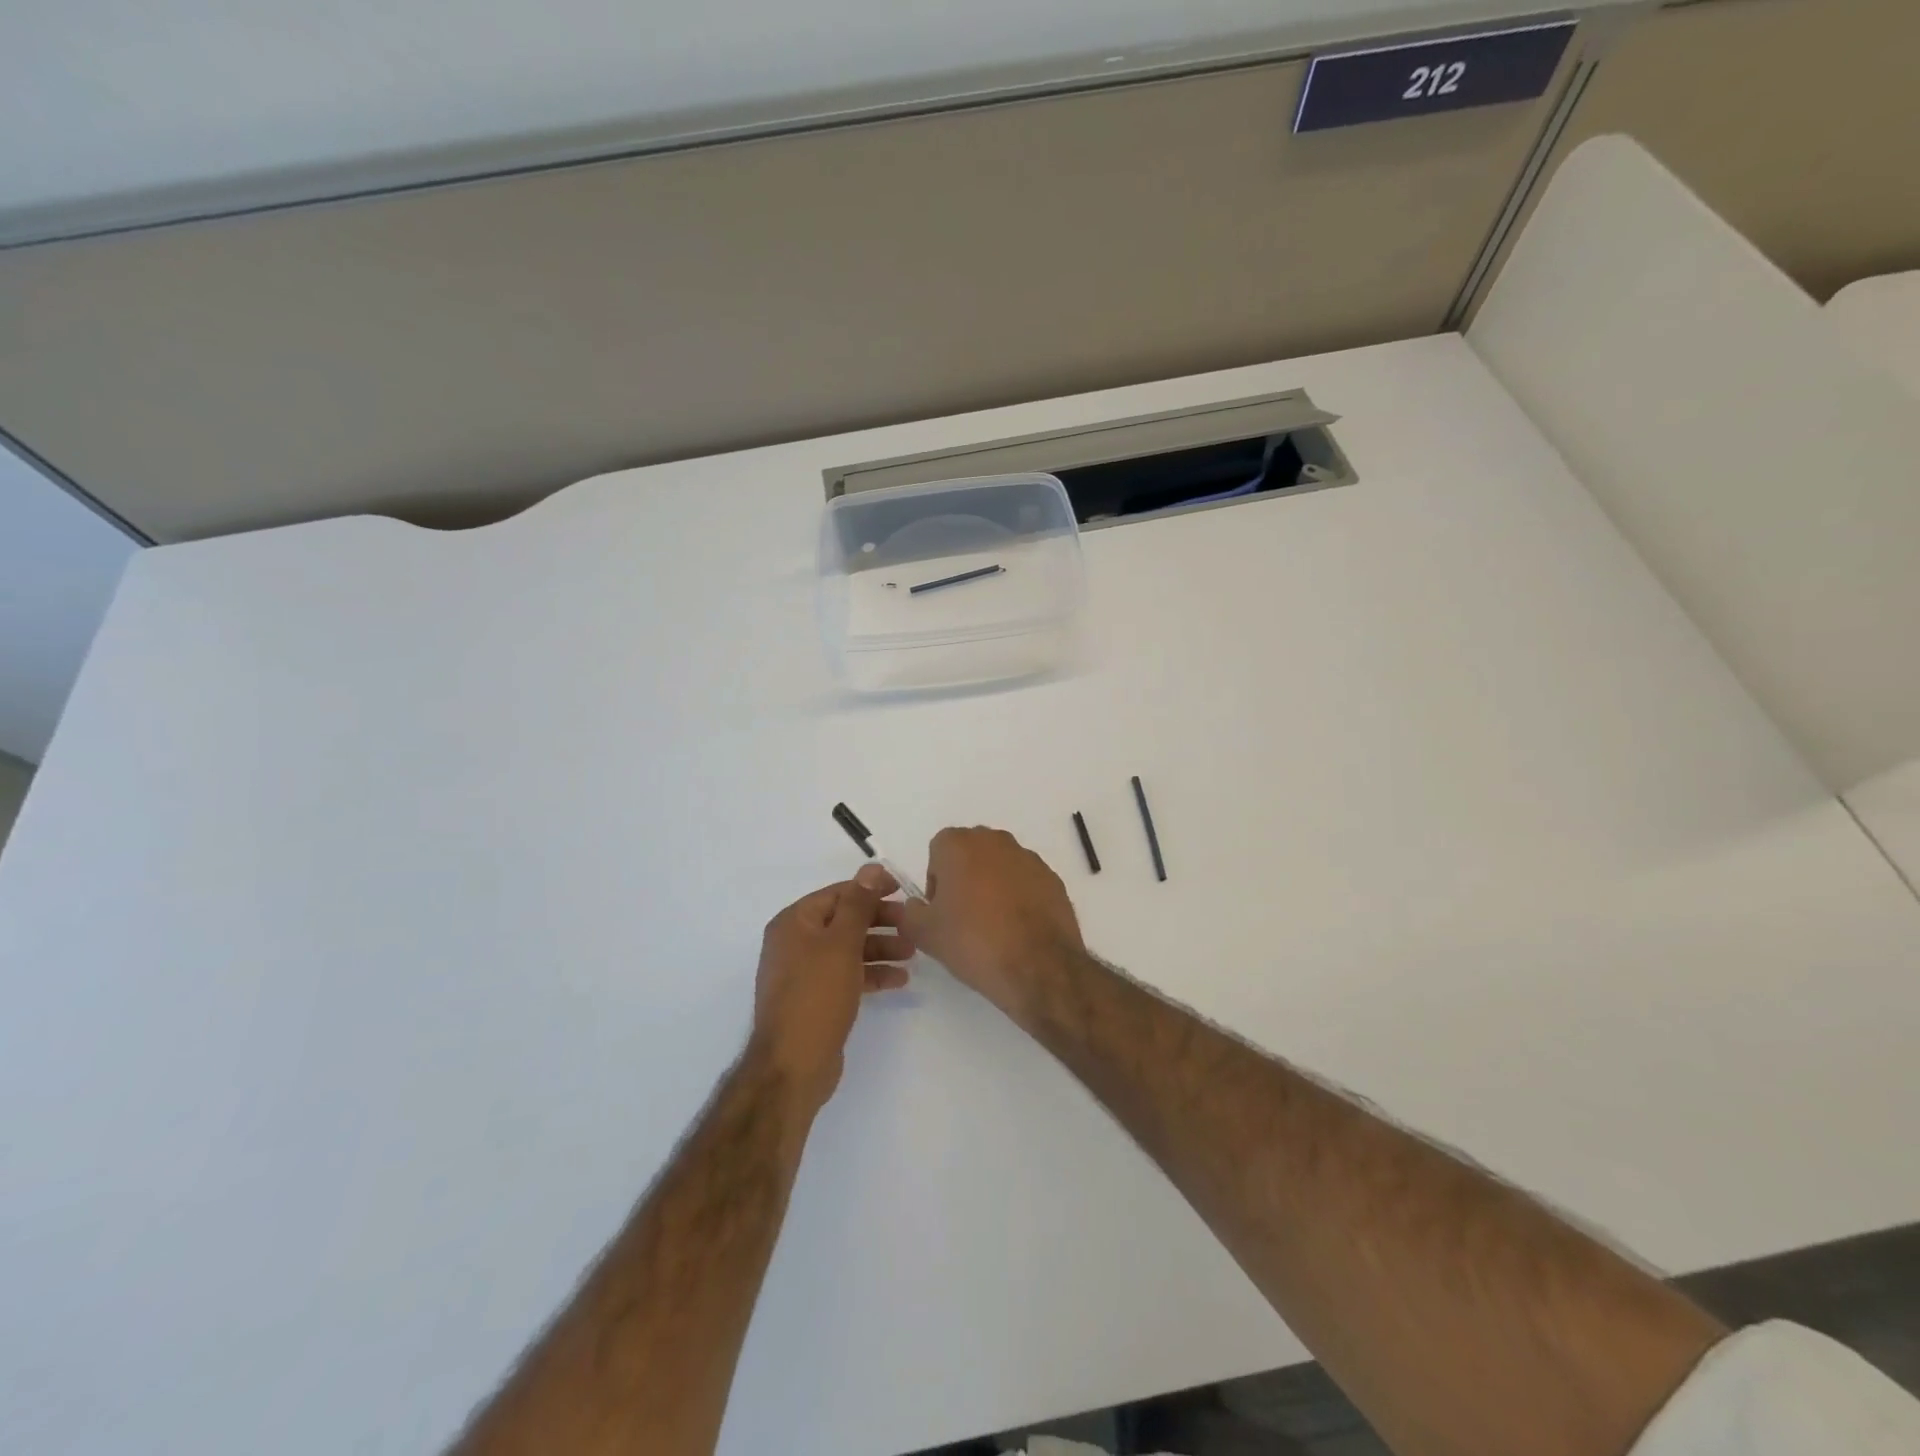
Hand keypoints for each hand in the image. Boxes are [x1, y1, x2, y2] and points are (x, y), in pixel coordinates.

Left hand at [751, 864, 914, 1110]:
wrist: (792, 1066)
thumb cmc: (816, 995)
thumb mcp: (841, 943)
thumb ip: (859, 904)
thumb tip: (871, 868)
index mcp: (794, 922)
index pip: (838, 894)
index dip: (870, 890)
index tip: (903, 890)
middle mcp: (795, 943)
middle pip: (844, 921)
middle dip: (879, 921)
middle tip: (913, 925)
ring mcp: (805, 973)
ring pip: (849, 949)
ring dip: (880, 947)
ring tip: (913, 953)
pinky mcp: (817, 999)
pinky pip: (848, 975)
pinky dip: (871, 973)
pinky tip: (900, 979)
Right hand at [900, 828, 1085, 1020]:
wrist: (1038, 967)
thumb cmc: (973, 942)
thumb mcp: (924, 934)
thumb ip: (910, 912)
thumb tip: (916, 906)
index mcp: (960, 844)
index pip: (938, 850)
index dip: (936, 880)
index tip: (941, 910)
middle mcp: (995, 841)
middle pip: (971, 853)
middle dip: (964, 878)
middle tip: (963, 917)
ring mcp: (1029, 858)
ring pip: (1000, 866)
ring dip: (993, 886)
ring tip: (994, 926)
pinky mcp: (1053, 878)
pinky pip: (1026, 882)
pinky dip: (1019, 898)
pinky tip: (1018, 929)